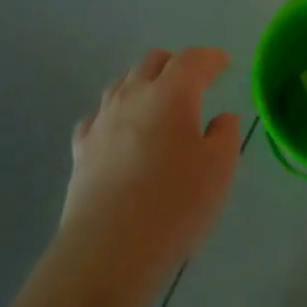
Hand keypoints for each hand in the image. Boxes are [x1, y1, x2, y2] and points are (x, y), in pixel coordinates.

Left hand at [63, 48, 240, 277]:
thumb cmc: (175, 204)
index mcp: (171, 94)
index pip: (192, 60)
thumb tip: (220, 118)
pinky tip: (119, 130)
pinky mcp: (81, 148)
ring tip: (157, 102)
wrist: (110, 247)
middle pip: (152, 62)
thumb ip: (224, 136)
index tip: (223, 63)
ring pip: (122, 83)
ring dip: (143, 83)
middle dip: (175, 64)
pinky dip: (115, 114)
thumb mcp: (219, 170)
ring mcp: (101, 120)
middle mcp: (132, 96)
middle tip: (192, 81)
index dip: (210, 58)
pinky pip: (98, 116)